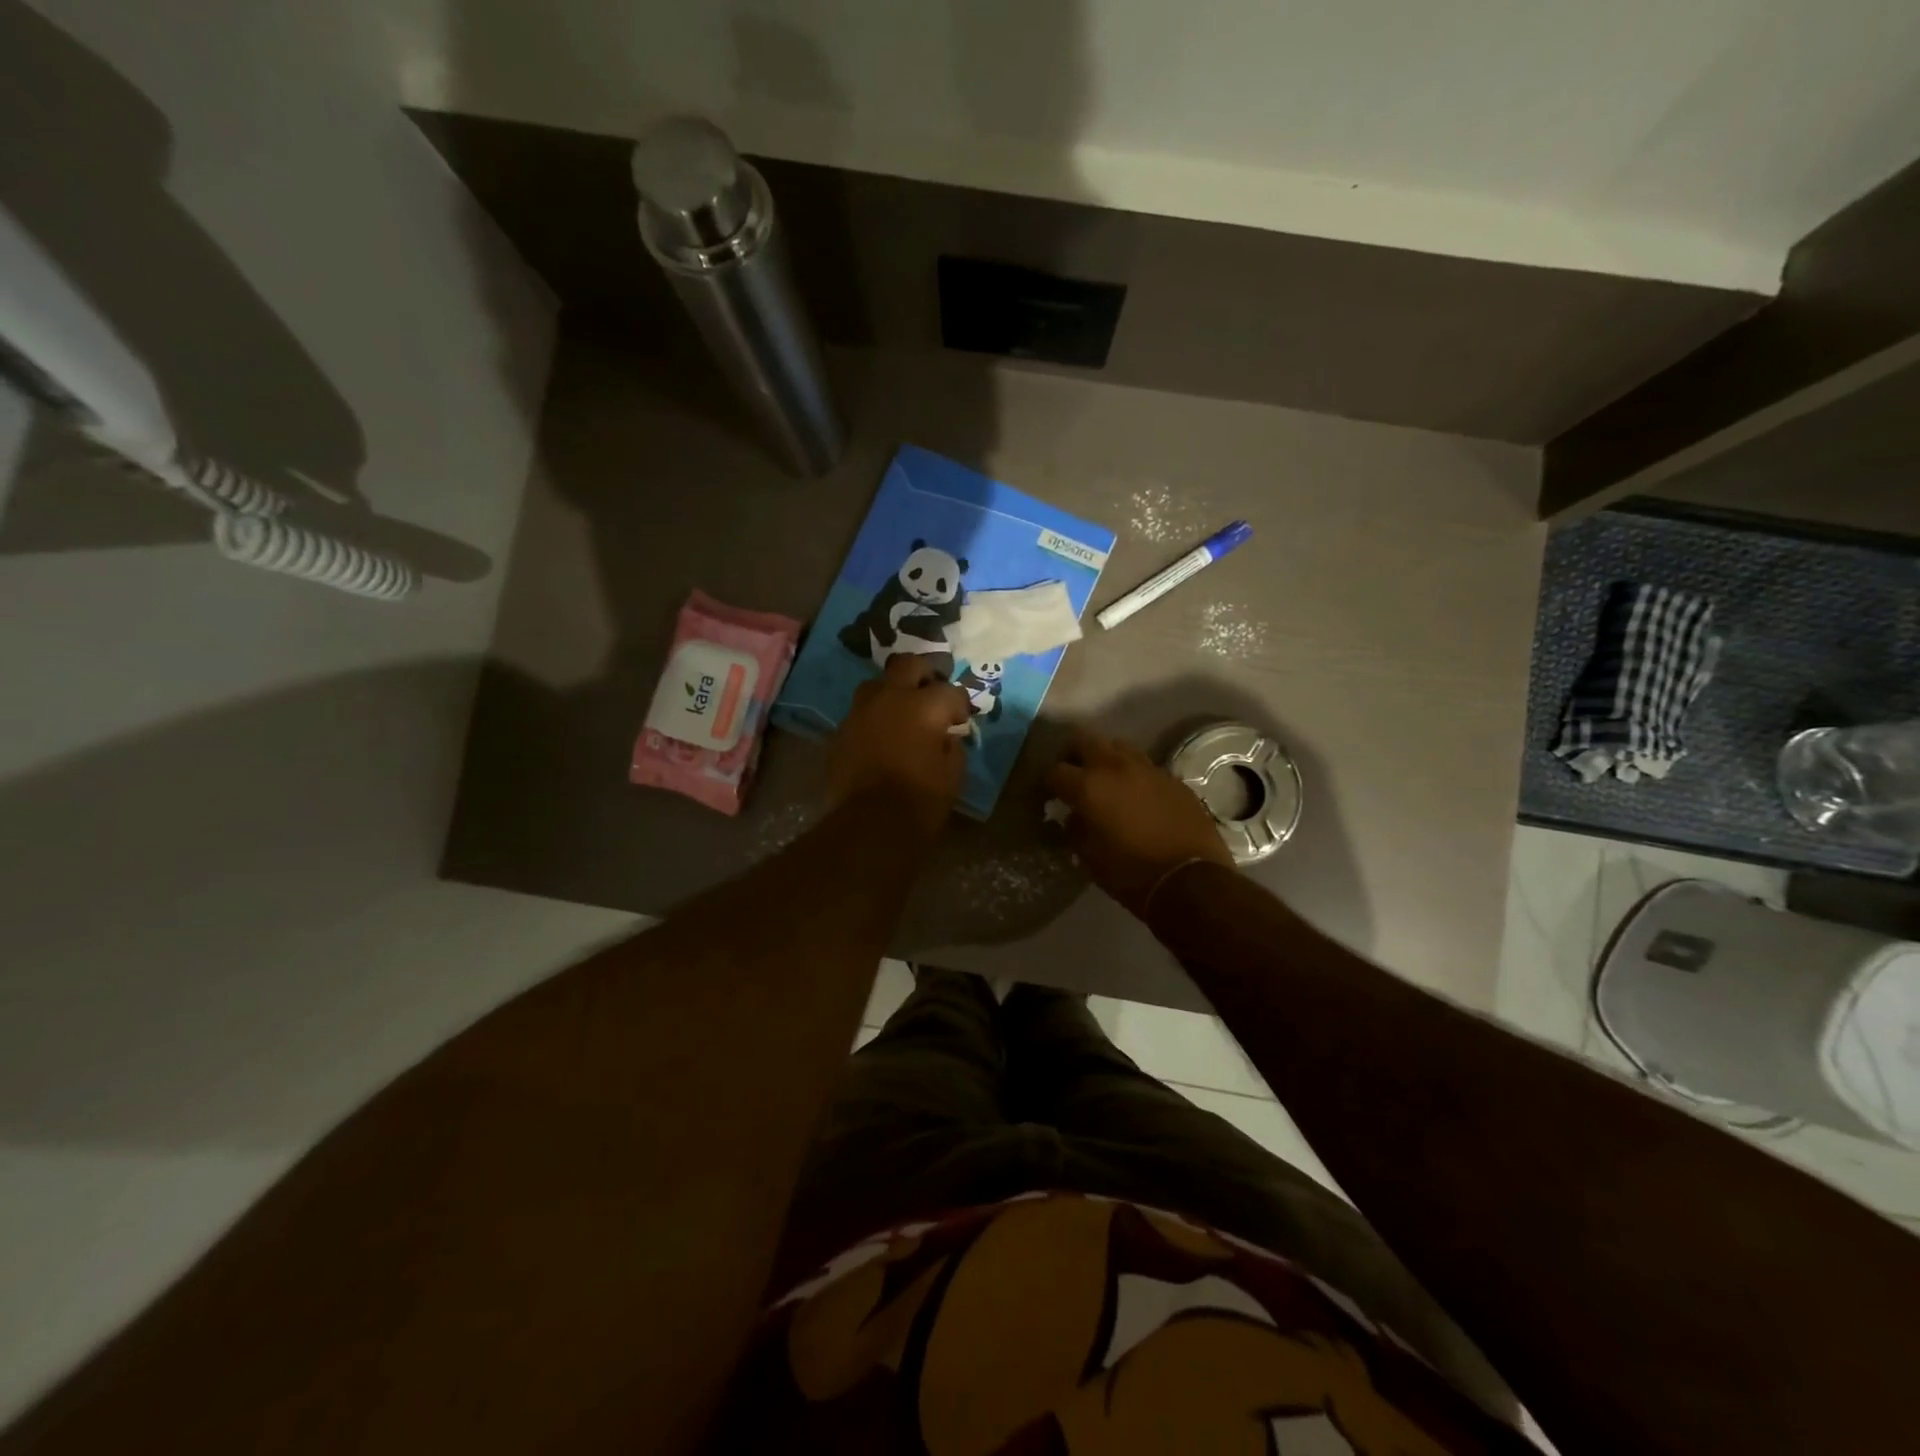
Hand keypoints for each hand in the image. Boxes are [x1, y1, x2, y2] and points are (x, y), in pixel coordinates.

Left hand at [824, 655, 970, 833]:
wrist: (869, 824)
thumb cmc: (921, 800)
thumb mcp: (953, 774)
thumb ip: (952, 746)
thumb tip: (946, 736)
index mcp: (924, 705)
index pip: (950, 690)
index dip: (960, 703)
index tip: (961, 718)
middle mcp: (890, 697)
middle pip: (907, 665)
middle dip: (923, 673)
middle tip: (931, 691)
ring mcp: (860, 712)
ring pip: (876, 684)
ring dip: (892, 692)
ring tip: (902, 711)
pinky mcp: (840, 732)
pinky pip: (860, 713)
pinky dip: (873, 718)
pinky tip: (881, 736)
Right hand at [1045, 727, 1233, 914]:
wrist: (1191, 880)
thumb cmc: (1131, 873)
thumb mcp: (1089, 857)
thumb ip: (1075, 829)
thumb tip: (1075, 816)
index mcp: (1088, 786)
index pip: (1056, 771)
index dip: (1049, 783)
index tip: (1051, 795)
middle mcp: (1116, 767)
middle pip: (1085, 739)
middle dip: (1074, 754)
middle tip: (1074, 774)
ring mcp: (1148, 769)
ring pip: (1119, 747)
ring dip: (1108, 759)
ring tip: (1108, 782)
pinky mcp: (1174, 779)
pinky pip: (1147, 768)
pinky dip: (1136, 777)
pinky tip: (1139, 798)